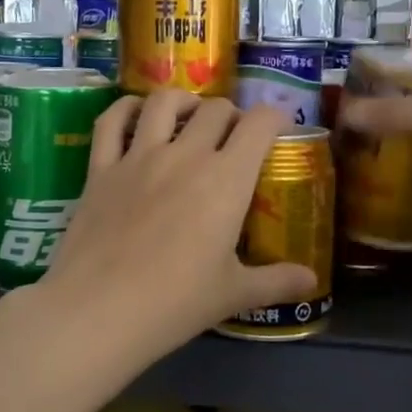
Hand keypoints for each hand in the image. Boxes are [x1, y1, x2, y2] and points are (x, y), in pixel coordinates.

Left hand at [35, 91, 316, 358]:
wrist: (99, 310)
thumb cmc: (175, 303)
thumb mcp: (234, 294)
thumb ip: (277, 282)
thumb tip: (312, 280)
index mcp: (226, 179)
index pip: (259, 124)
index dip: (274, 116)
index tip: (278, 127)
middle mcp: (185, 154)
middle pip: (215, 109)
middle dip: (232, 115)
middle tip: (233, 137)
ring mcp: (139, 156)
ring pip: (164, 101)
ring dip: (184, 102)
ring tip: (188, 118)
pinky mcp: (100, 168)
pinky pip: (111, 121)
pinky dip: (125, 109)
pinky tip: (135, 116)